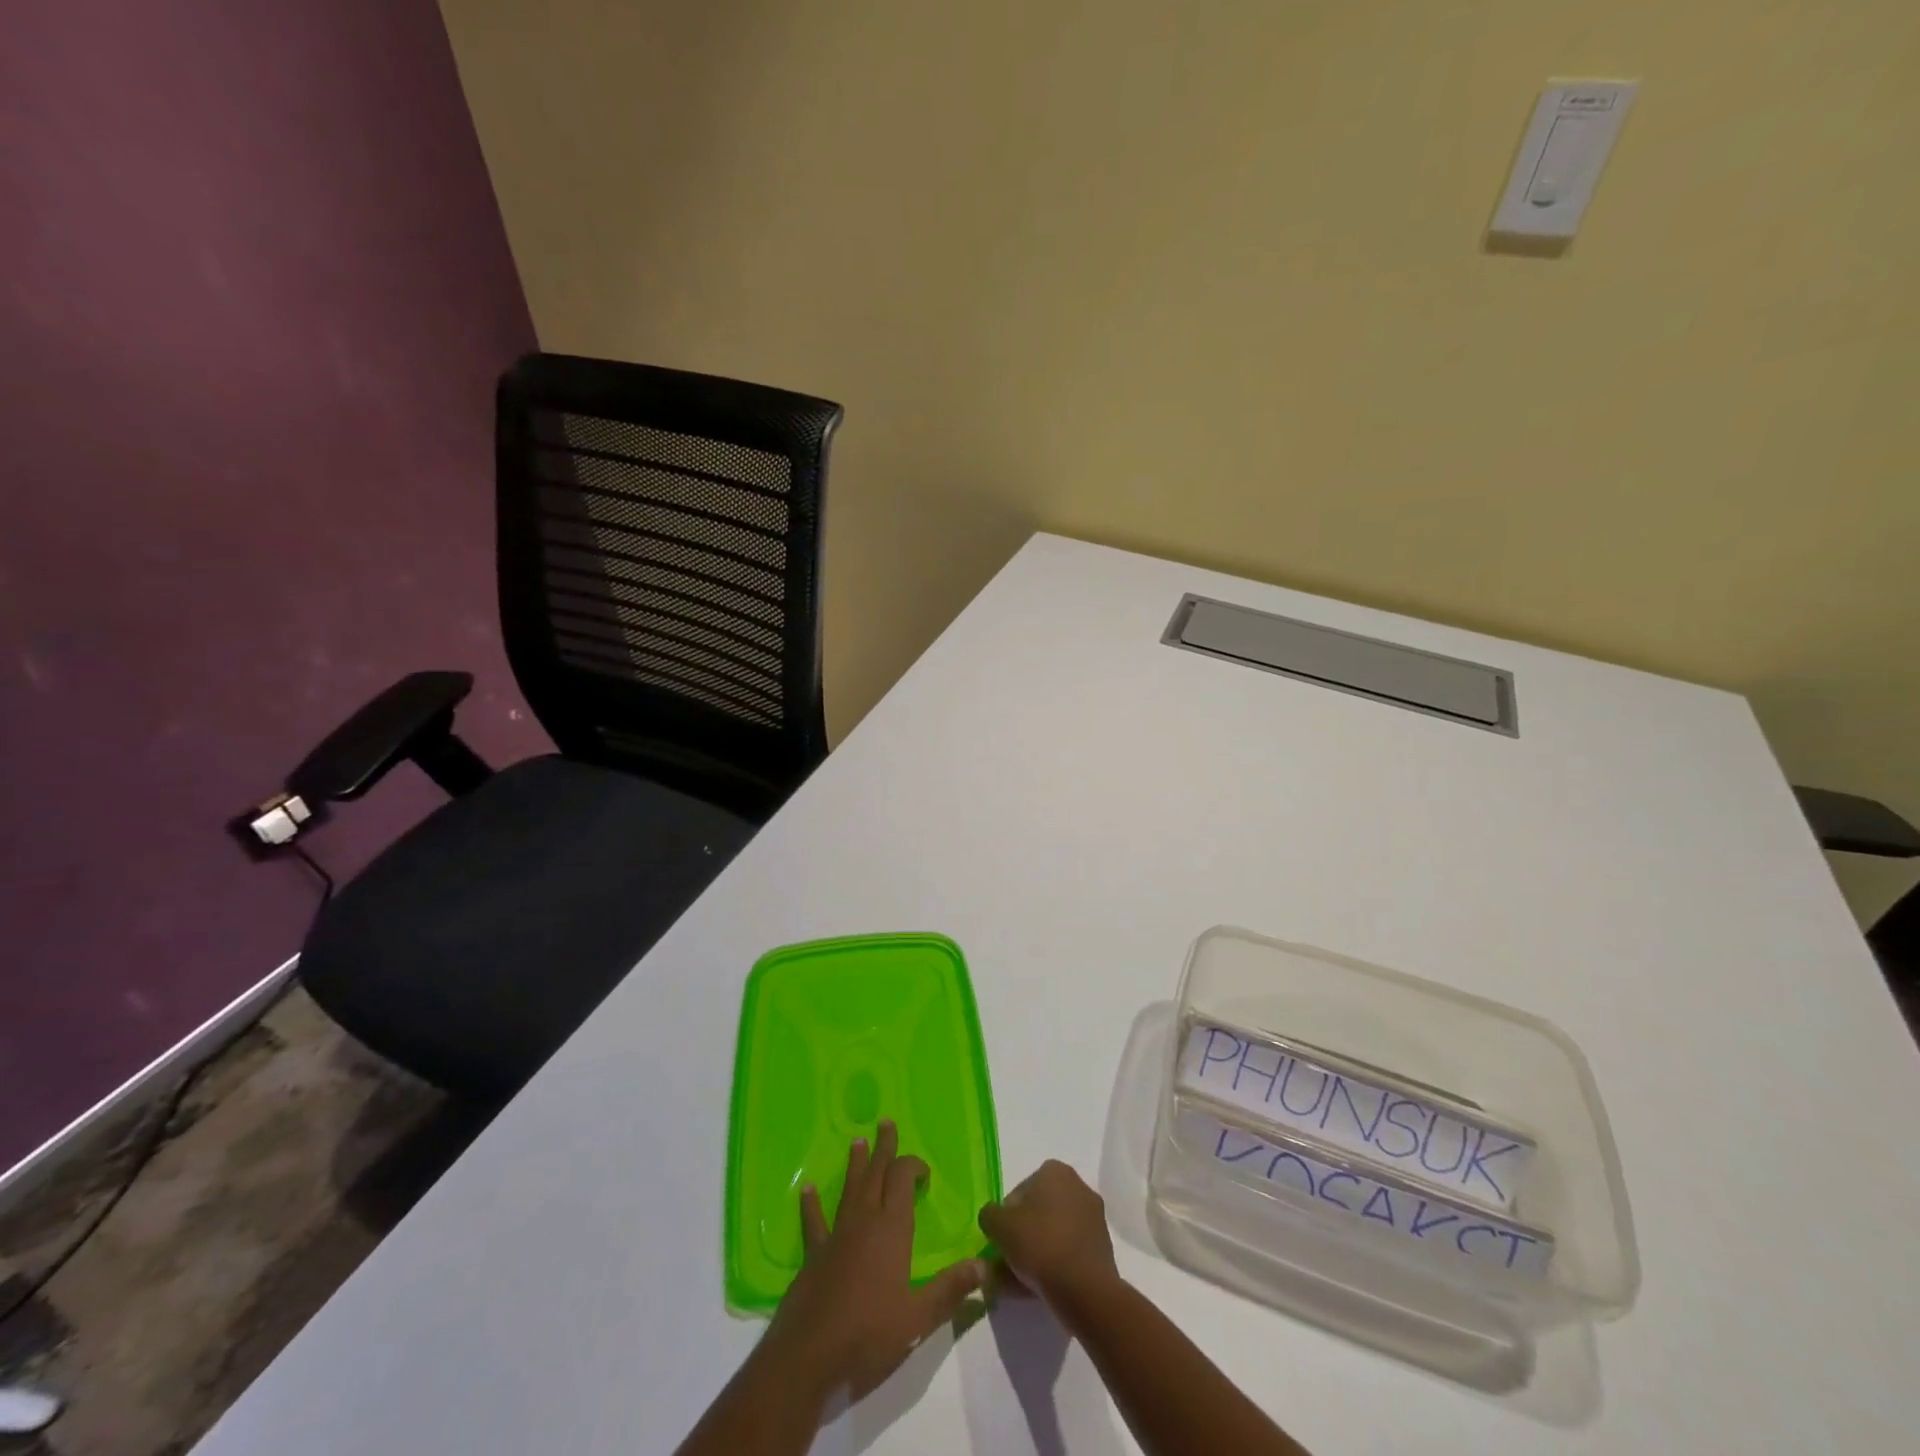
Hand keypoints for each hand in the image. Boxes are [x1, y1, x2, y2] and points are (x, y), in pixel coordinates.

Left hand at [765, 1121, 986, 1399]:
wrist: (809, 1360)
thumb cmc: (869, 1337)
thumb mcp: (918, 1319)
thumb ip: (950, 1290)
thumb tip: (984, 1266)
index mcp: (891, 1230)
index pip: (902, 1180)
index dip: (912, 1166)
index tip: (924, 1171)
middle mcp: (863, 1222)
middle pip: (876, 1175)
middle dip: (884, 1149)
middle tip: (885, 1122)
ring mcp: (836, 1237)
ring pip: (849, 1191)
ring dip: (855, 1166)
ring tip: (857, 1141)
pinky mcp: (814, 1257)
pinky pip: (814, 1224)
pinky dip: (811, 1206)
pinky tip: (807, 1190)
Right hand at [978, 1160, 1118, 1307]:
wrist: (1085, 1289)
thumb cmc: (1039, 1244)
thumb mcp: (999, 1226)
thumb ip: (989, 1216)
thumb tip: (992, 1219)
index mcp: (1055, 1171)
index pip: (1019, 1192)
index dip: (1005, 1218)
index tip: (999, 1242)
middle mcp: (1077, 1187)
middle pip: (1037, 1215)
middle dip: (1020, 1239)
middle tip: (1004, 1265)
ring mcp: (1093, 1219)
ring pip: (1052, 1237)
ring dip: (1033, 1257)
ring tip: (1014, 1286)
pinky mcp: (1101, 1249)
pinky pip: (1067, 1254)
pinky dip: (1052, 1268)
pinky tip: (1035, 1291)